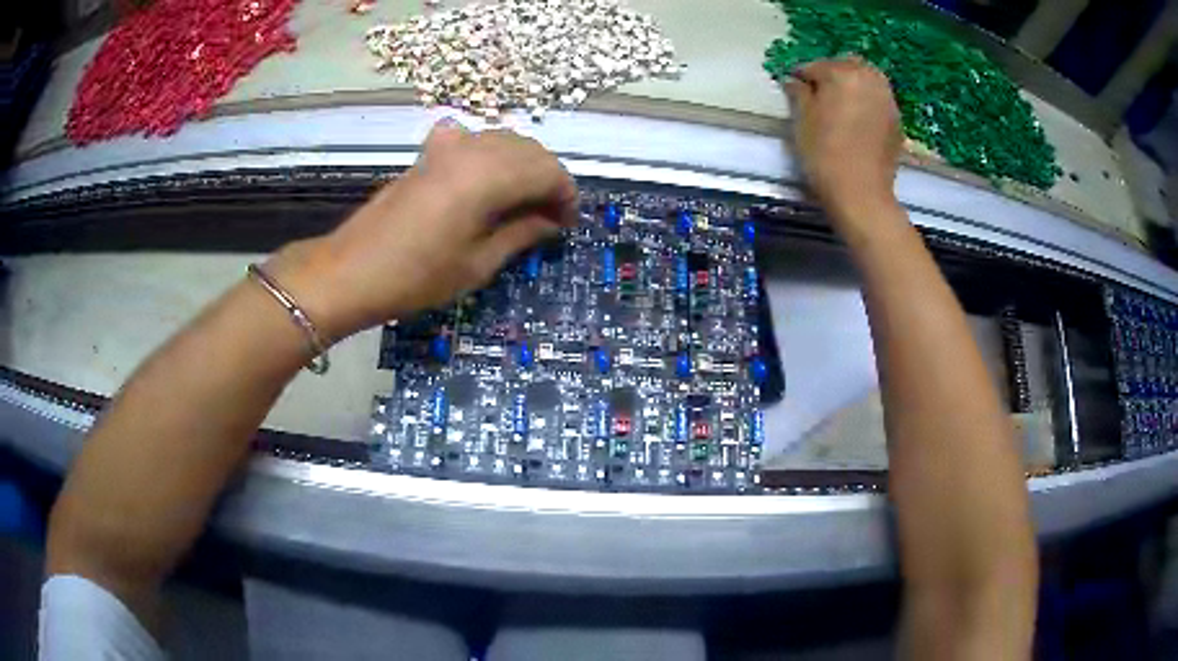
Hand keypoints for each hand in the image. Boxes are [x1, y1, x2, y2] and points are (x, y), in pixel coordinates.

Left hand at [267, 121, 578, 342]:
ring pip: (504, 141)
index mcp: (490, 175)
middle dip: (548, 180)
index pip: (549, 171)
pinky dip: (490, 155)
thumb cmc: (417, 276)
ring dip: (523, 167)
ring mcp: (449, 145)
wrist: (353, 270)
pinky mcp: (429, 151)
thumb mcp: (479, 263)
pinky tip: (484, 177)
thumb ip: (522, 233)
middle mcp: (474, 148)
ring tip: (521, 203)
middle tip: (548, 217)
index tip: (567, 224)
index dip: (566, 196)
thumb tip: (552, 220)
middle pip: (531, 150)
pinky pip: (473, 140)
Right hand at [785, 57, 902, 223]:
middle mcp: (869, 78)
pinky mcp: (897, 119)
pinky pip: (878, 98)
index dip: (801, 78)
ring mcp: (887, 98)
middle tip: (819, 95)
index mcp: (842, 72)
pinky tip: (857, 120)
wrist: (861, 193)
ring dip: (852, 85)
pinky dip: (867, 101)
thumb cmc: (824, 153)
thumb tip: (794, 81)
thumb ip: (798, 93)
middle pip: (846, 65)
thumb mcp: (801, 120)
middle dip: (831, 75)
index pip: (814, 66)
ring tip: (840, 105)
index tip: (793, 91)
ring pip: (867, 79)